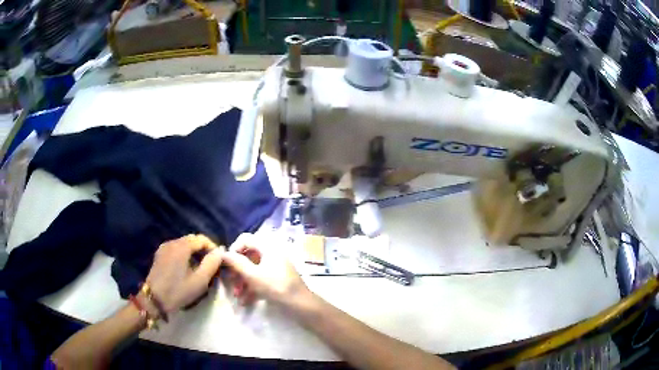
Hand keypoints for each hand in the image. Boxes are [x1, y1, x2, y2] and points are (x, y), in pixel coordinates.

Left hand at [145, 234, 222, 313]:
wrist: (154, 299)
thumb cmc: (178, 291)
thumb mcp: (199, 281)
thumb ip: (211, 264)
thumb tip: (219, 252)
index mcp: (181, 247)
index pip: (201, 239)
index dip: (212, 247)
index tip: (218, 261)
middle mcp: (172, 242)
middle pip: (192, 240)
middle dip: (203, 250)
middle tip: (210, 265)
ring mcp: (164, 248)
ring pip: (183, 245)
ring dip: (194, 253)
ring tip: (199, 268)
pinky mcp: (159, 255)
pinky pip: (175, 250)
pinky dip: (184, 255)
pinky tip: (186, 269)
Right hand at [222, 233, 309, 306]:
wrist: (300, 304)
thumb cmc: (276, 286)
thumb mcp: (252, 275)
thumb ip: (236, 263)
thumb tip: (223, 253)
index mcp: (268, 247)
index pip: (245, 239)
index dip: (234, 249)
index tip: (227, 264)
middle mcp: (272, 253)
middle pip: (248, 256)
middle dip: (238, 271)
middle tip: (231, 282)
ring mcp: (275, 266)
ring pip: (254, 270)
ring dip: (243, 282)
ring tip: (238, 296)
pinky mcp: (278, 278)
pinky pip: (261, 279)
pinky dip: (252, 288)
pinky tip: (246, 302)